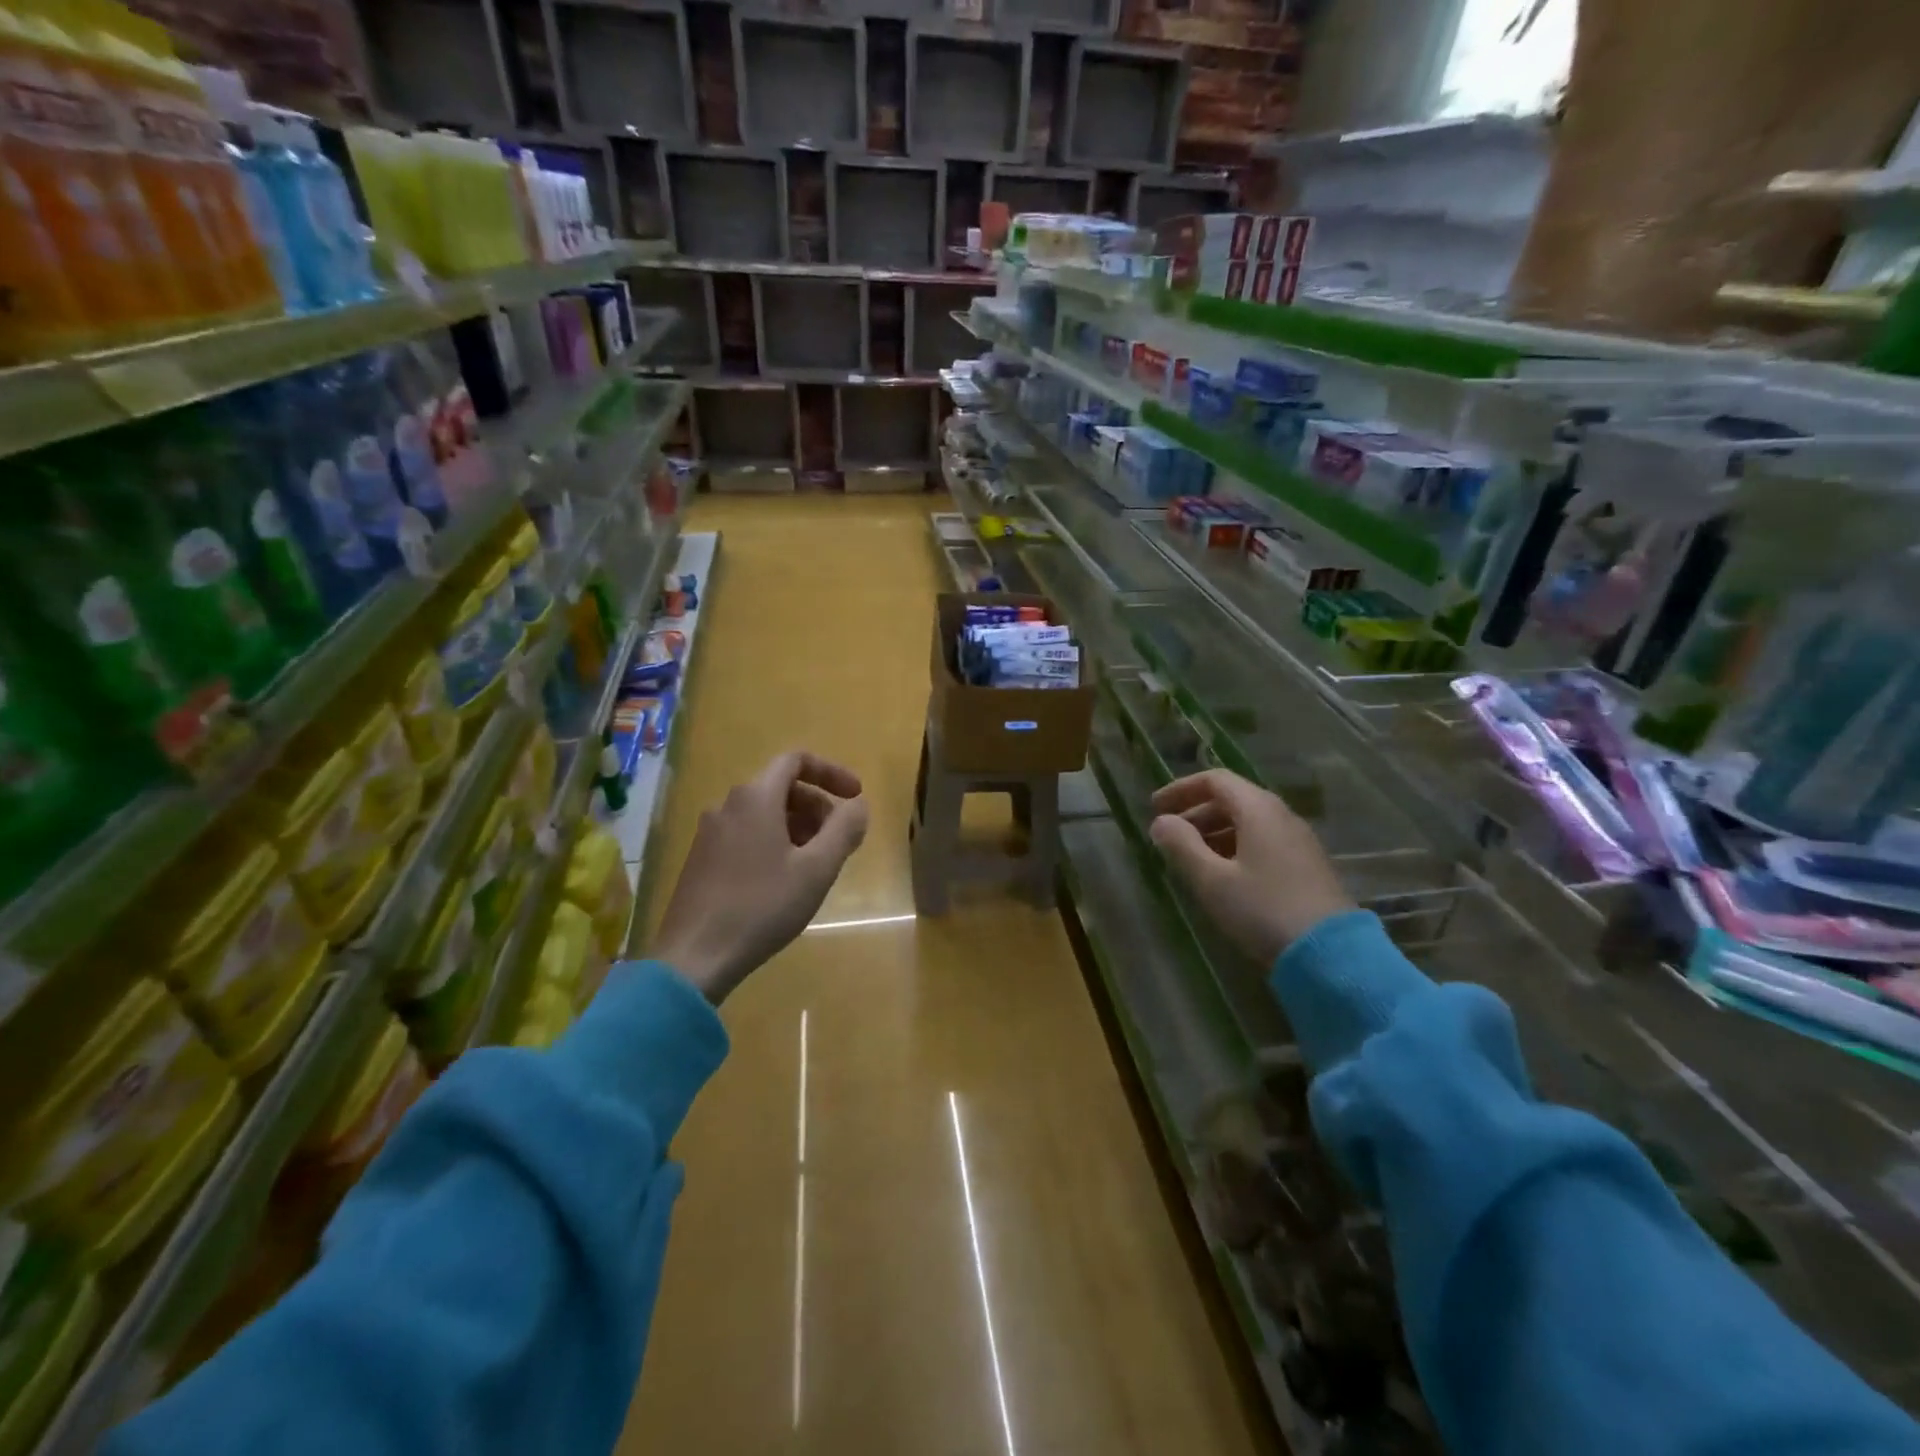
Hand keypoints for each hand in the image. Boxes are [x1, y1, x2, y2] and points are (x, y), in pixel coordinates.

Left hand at [651, 752, 869, 1002]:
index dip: (831, 772)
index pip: (796, 760)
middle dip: (818, 806)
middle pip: (781, 787)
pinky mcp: (701, 859)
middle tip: (840, 841)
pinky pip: (746, 834)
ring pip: (764, 813)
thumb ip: (844, 830)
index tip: (856, 797)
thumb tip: (859, 805)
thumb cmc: (762, 907)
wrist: (695, 957)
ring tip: (816, 865)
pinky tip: (784, 881)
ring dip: (798, 827)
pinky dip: (774, 842)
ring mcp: (710, 832)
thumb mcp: (817, 869)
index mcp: (755, 797)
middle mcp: (728, 804)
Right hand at [1148, 769, 1352, 966]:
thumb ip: (1181, 845)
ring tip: (1190, 857)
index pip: (1215, 780)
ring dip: (1214, 831)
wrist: (1331, 955)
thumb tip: (1161, 822)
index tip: (1155, 807)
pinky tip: (1223, 874)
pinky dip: (1235, 846)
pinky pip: (1263, 841)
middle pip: (1232, 798)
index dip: (1181, 789)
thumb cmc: (1262, 909)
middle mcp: (1281, 815)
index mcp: (1258, 809)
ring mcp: (1298, 840)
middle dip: (1196, 812)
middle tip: (1168, 836)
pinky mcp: (1307, 865)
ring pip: (1248, 821)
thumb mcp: (1212, 880)